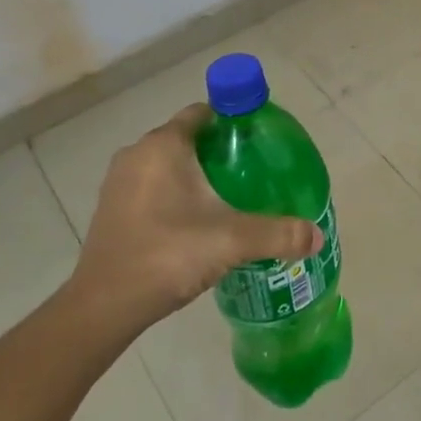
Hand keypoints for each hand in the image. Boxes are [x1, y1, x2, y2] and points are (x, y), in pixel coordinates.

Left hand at [66, 103, 322, 335]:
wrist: (104, 307)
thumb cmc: (167, 254)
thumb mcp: (232, 240)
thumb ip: (278, 234)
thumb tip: (316, 237)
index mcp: (164, 145)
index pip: (204, 113)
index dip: (234, 120)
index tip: (260, 140)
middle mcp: (138, 154)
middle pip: (188, 137)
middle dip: (220, 150)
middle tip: (253, 172)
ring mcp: (119, 182)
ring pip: (168, 164)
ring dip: (196, 174)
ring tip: (230, 197)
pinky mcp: (112, 209)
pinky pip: (152, 186)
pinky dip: (175, 194)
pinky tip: (197, 222)